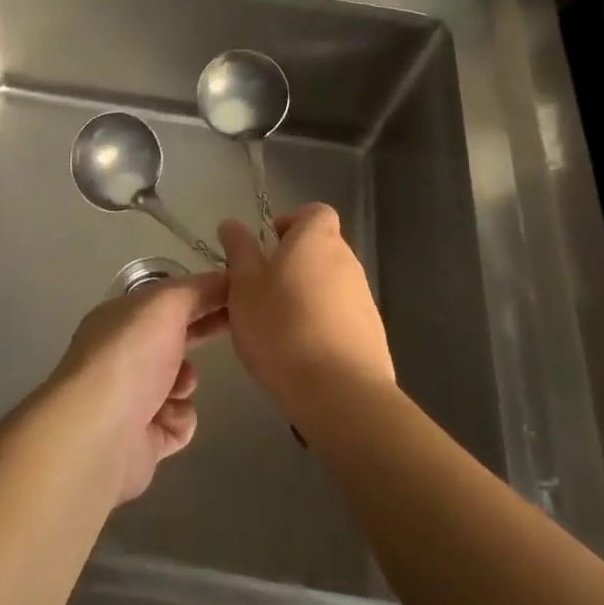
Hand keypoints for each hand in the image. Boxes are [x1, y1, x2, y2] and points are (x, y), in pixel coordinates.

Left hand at [50, 272, 229, 504]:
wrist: (100, 434)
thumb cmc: (131, 355)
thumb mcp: (167, 304)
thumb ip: (200, 289)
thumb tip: (229, 279)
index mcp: (122, 316)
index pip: (167, 298)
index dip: (202, 294)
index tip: (237, 296)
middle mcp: (123, 352)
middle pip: (174, 338)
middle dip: (200, 335)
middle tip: (234, 332)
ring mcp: (131, 396)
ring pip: (180, 381)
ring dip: (186, 382)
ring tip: (177, 387)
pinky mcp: (142, 439)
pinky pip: (178, 421)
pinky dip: (179, 419)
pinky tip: (167, 418)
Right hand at [219, 203, 394, 427]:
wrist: (339, 392)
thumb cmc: (282, 326)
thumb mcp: (244, 285)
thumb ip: (239, 251)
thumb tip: (232, 224)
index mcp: (316, 239)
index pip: (314, 212)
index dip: (291, 222)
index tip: (268, 246)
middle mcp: (347, 261)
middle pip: (320, 249)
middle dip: (293, 264)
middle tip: (262, 291)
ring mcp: (364, 299)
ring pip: (329, 285)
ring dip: (306, 297)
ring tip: (277, 328)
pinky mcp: (372, 335)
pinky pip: (341, 317)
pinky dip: (322, 325)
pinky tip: (301, 353)